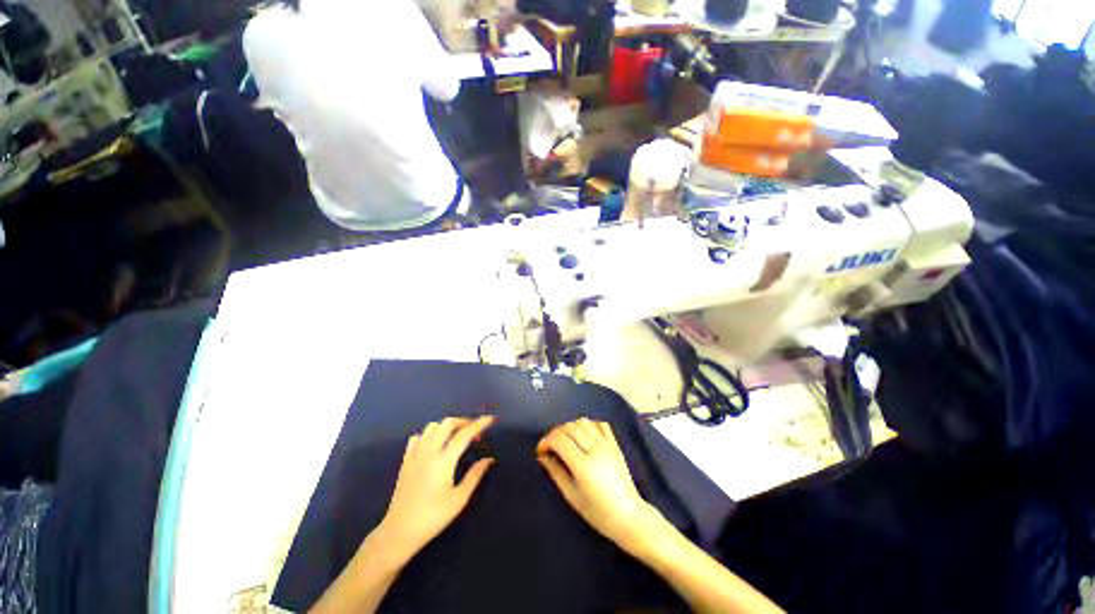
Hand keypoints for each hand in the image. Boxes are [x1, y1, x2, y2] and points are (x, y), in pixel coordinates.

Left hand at [377, 416, 495, 560]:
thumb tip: (489, 459)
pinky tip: (435, 445)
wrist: (400, 531)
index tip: (490, 419)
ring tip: (456, 436)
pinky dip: (429, 435)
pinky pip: (418, 437)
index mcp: (444, 460)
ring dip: (447, 426)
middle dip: (464, 421)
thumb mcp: (459, 499)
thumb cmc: (433, 517)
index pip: (464, 434)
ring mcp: (415, 454)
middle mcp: (429, 451)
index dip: (479, 424)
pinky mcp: (406, 460)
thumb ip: (475, 476)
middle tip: (474, 431)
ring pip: (432, 427)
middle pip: (447, 424)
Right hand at [536, 418, 662, 550]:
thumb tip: (542, 455)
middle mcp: (595, 448)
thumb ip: (556, 472)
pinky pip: (599, 424)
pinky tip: (583, 436)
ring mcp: (607, 444)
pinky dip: (588, 425)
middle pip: (569, 427)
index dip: (545, 441)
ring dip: (570, 427)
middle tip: (550, 447)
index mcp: (583, 464)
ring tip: (565, 441)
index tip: (540, 452)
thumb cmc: (597, 512)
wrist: (628, 516)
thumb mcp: (571, 496)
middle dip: (555, 433)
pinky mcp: (614, 443)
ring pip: (583, 422)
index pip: (559, 439)